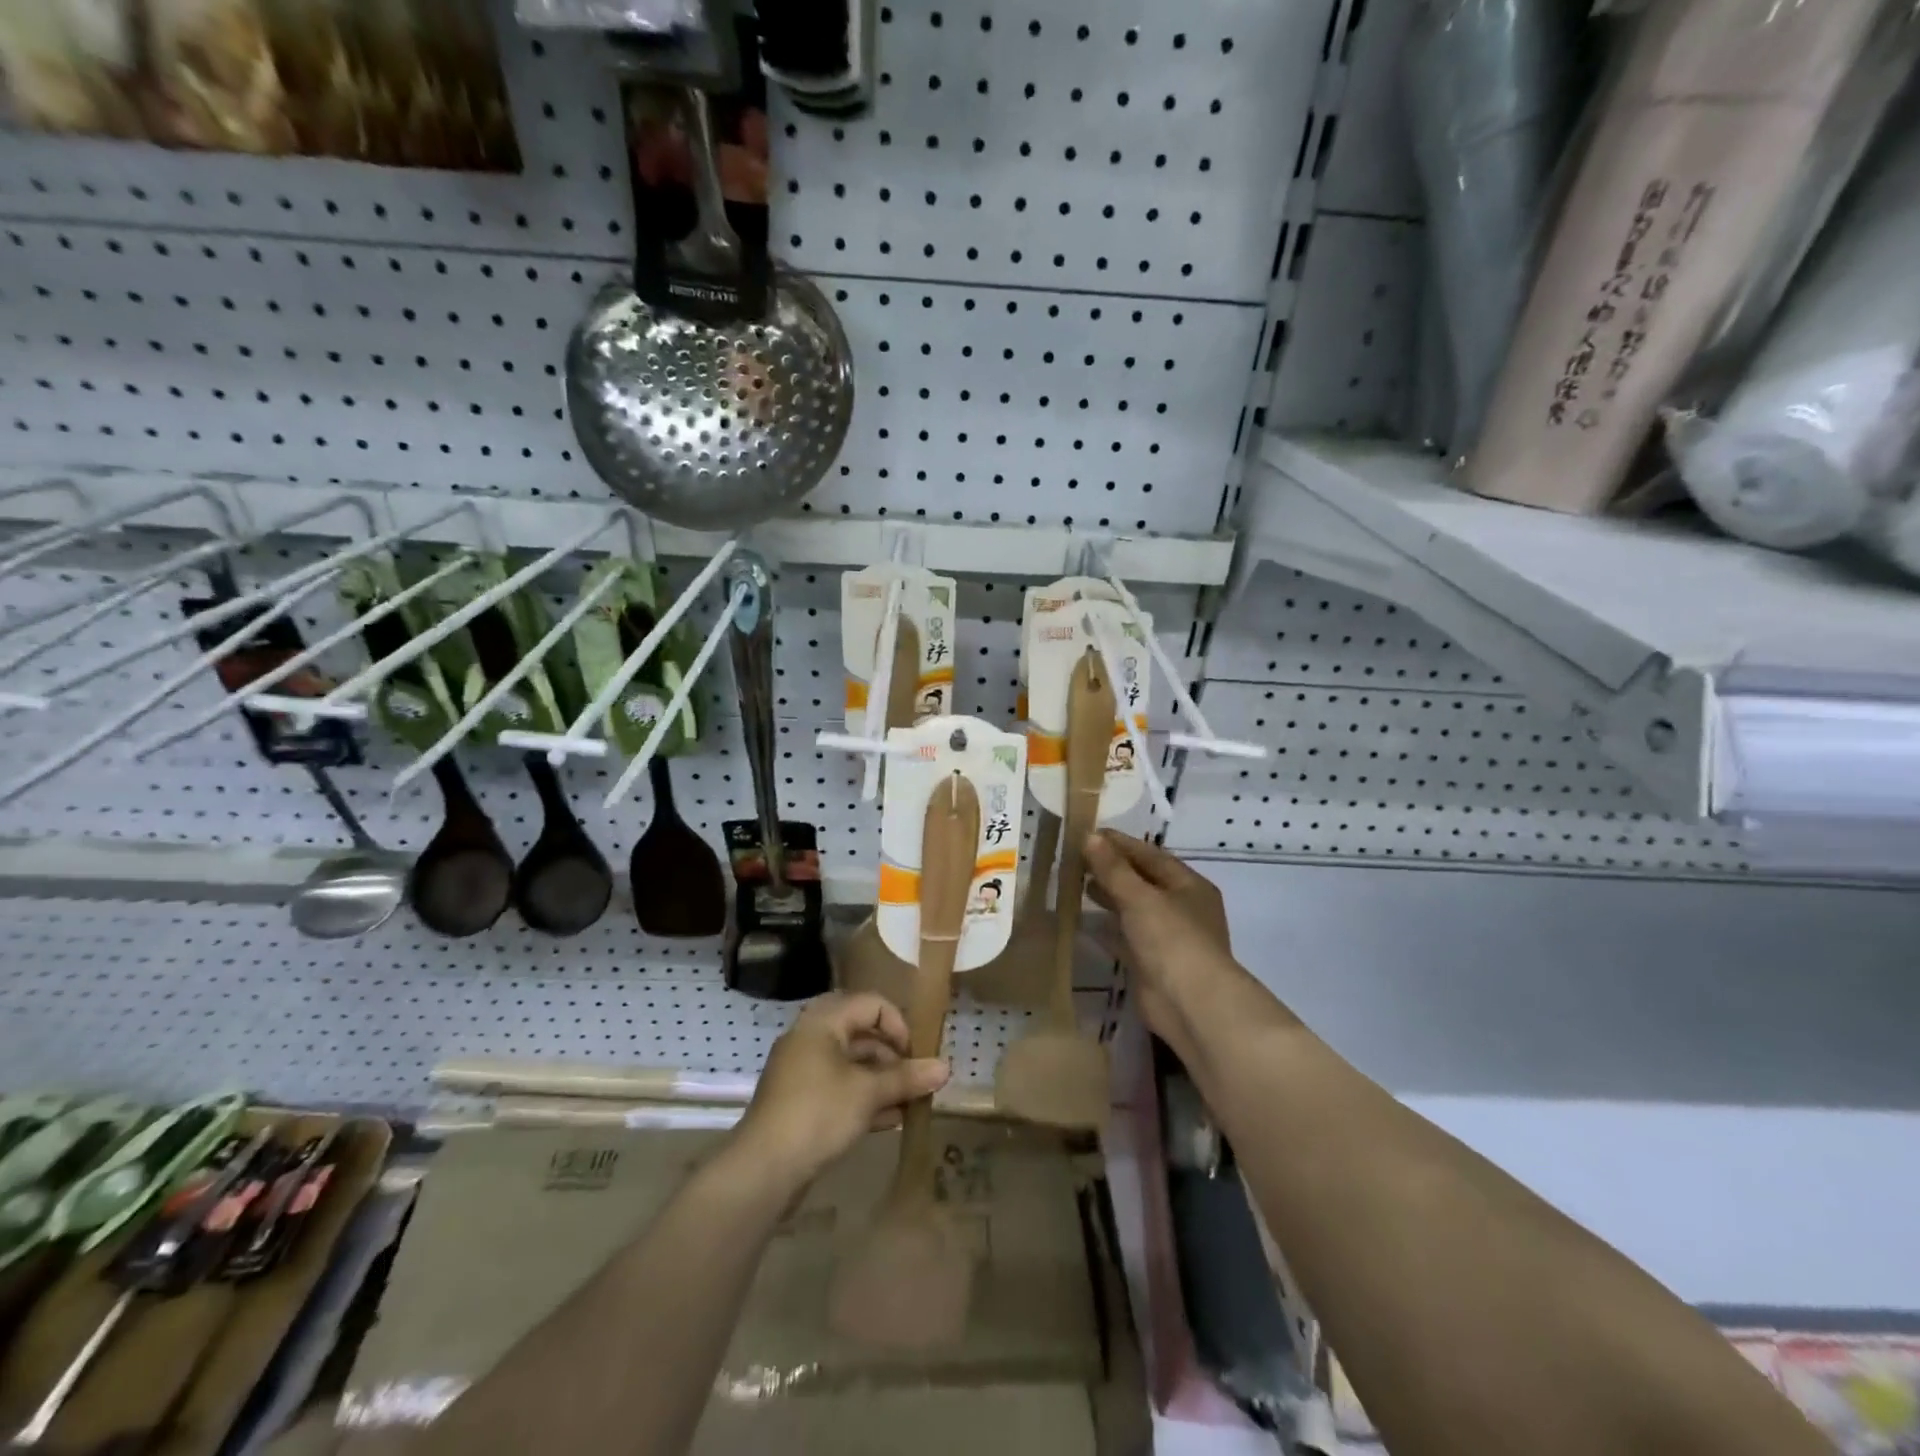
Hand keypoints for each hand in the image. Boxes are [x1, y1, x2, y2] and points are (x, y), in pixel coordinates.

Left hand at [734, 991, 949, 1191]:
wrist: (762, 1169)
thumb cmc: (818, 1113)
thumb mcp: (868, 1093)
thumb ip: (907, 1078)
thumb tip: (945, 1068)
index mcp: (823, 1022)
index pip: (871, 1003)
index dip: (898, 1024)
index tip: (915, 1055)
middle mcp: (810, 1038)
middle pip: (861, 1033)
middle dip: (892, 1055)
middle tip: (915, 1077)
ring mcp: (802, 1071)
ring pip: (851, 1064)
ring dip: (881, 1079)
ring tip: (909, 1103)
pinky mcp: (799, 1102)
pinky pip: (839, 1088)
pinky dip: (864, 1097)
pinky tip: (890, 1120)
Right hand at [1083, 831, 1243, 1057]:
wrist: (1192, 1005)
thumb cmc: (1171, 939)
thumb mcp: (1139, 897)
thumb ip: (1113, 868)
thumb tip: (1089, 836)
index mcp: (1188, 885)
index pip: (1150, 855)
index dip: (1119, 844)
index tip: (1087, 834)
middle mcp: (1182, 908)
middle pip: (1142, 881)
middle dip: (1112, 870)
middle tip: (1077, 860)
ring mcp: (1168, 938)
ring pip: (1134, 910)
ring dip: (1109, 898)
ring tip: (1078, 886)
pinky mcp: (1153, 963)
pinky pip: (1126, 938)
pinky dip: (1107, 929)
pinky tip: (1084, 923)